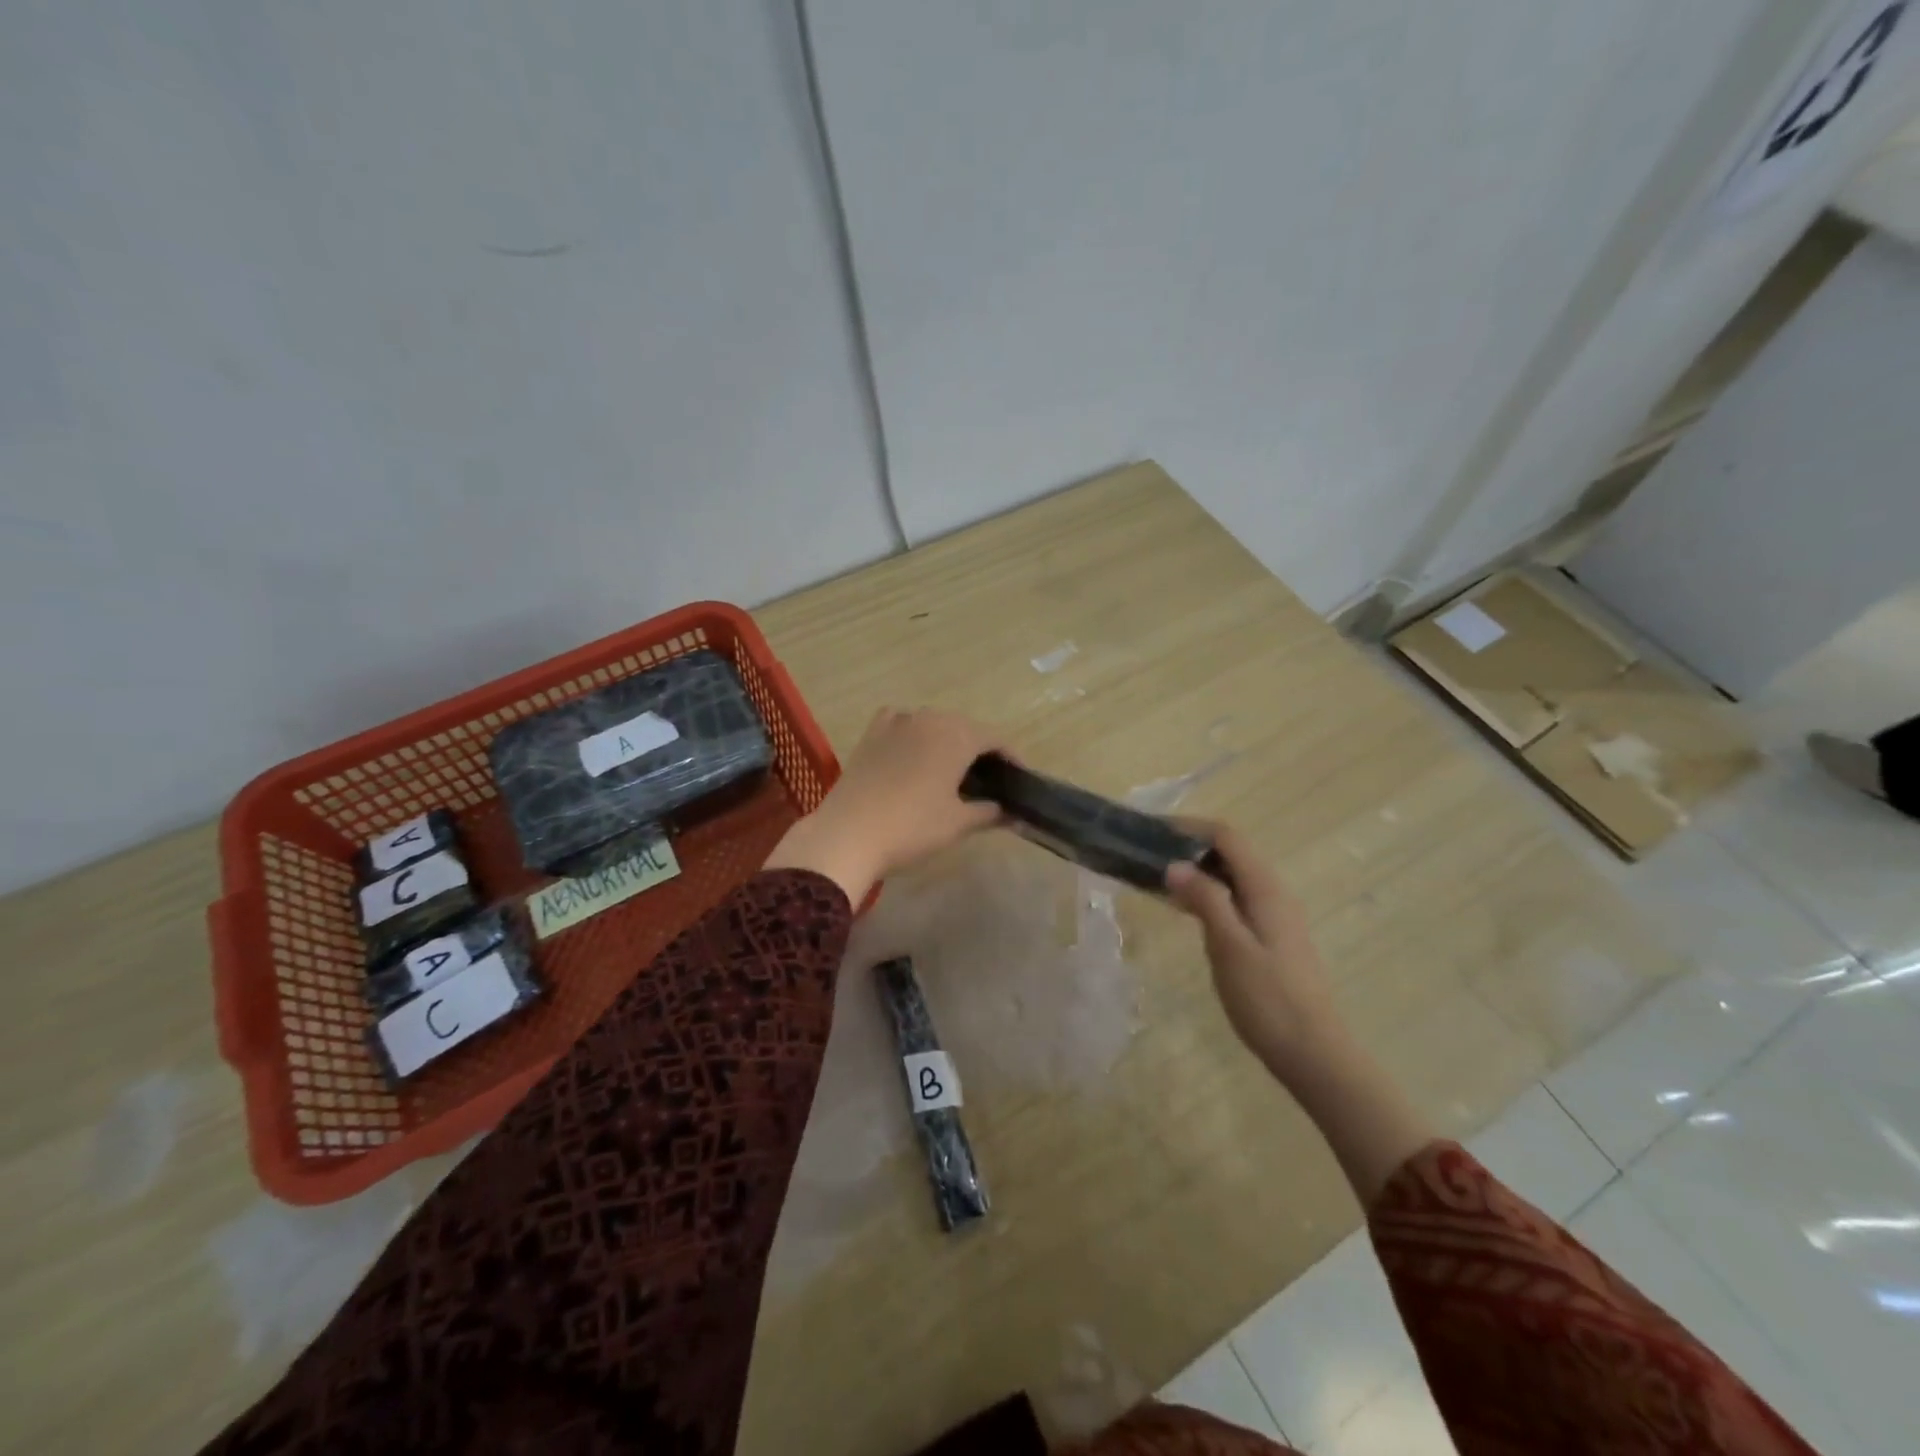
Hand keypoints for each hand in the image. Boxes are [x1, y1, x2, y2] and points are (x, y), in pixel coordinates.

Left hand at [763, 708, 1005, 902]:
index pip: (994, 738)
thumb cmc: (912, 827)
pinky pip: (900, 722)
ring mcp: (896, 723)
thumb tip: (1012, 813)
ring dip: (947, 740)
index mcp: (956, 735)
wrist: (847, 833)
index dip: (1011, 757)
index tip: (1019, 778)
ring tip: (953, 769)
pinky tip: (913, 749)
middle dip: (980, 748)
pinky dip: (913, 732)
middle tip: (989, 779)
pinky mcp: (871, 734)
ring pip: (933, 723)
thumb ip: (989, 812)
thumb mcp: (957, 823)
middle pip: (964, 727)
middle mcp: (928, 719)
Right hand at [1165, 821, 1339, 1083]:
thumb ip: (1205, 900)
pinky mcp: (1270, 937)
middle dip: (1191, 845)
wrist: (1313, 1053)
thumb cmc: (1268, 999)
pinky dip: (1208, 893)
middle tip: (1148, 853)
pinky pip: (1235, 898)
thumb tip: (1175, 864)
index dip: (1191, 827)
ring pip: (1233, 876)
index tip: (1152, 831)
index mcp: (1266, 889)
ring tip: (1158, 877)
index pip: (1228, 837)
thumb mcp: (1229, 947)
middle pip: (1231, 852)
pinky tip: (1185, 910)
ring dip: (1198, 870)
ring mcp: (1275, 916)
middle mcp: (1274, 894)